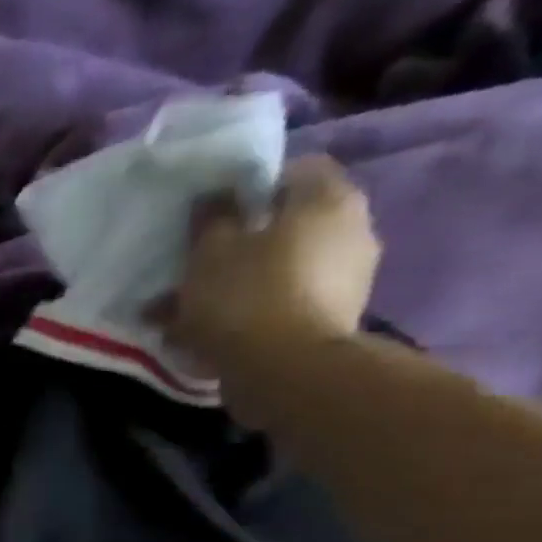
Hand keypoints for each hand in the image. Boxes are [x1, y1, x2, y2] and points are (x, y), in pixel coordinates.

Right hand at [155, 154, 381, 370]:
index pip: (295, 171)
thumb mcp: (210, 251)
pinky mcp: (332, 318)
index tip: (215, 213)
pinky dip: (251, 312)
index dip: (252, 187)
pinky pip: (282, 303)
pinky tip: (211, 333)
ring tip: (191, 310)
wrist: (286, 371)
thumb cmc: (246, 296)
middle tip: (198, 264)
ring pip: (280, 269)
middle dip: (242, 243)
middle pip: (289, 224)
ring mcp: (347, 277)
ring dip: (239, 283)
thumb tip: (216, 196)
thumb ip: (213, 218)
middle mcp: (351, 229)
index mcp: (327, 199)